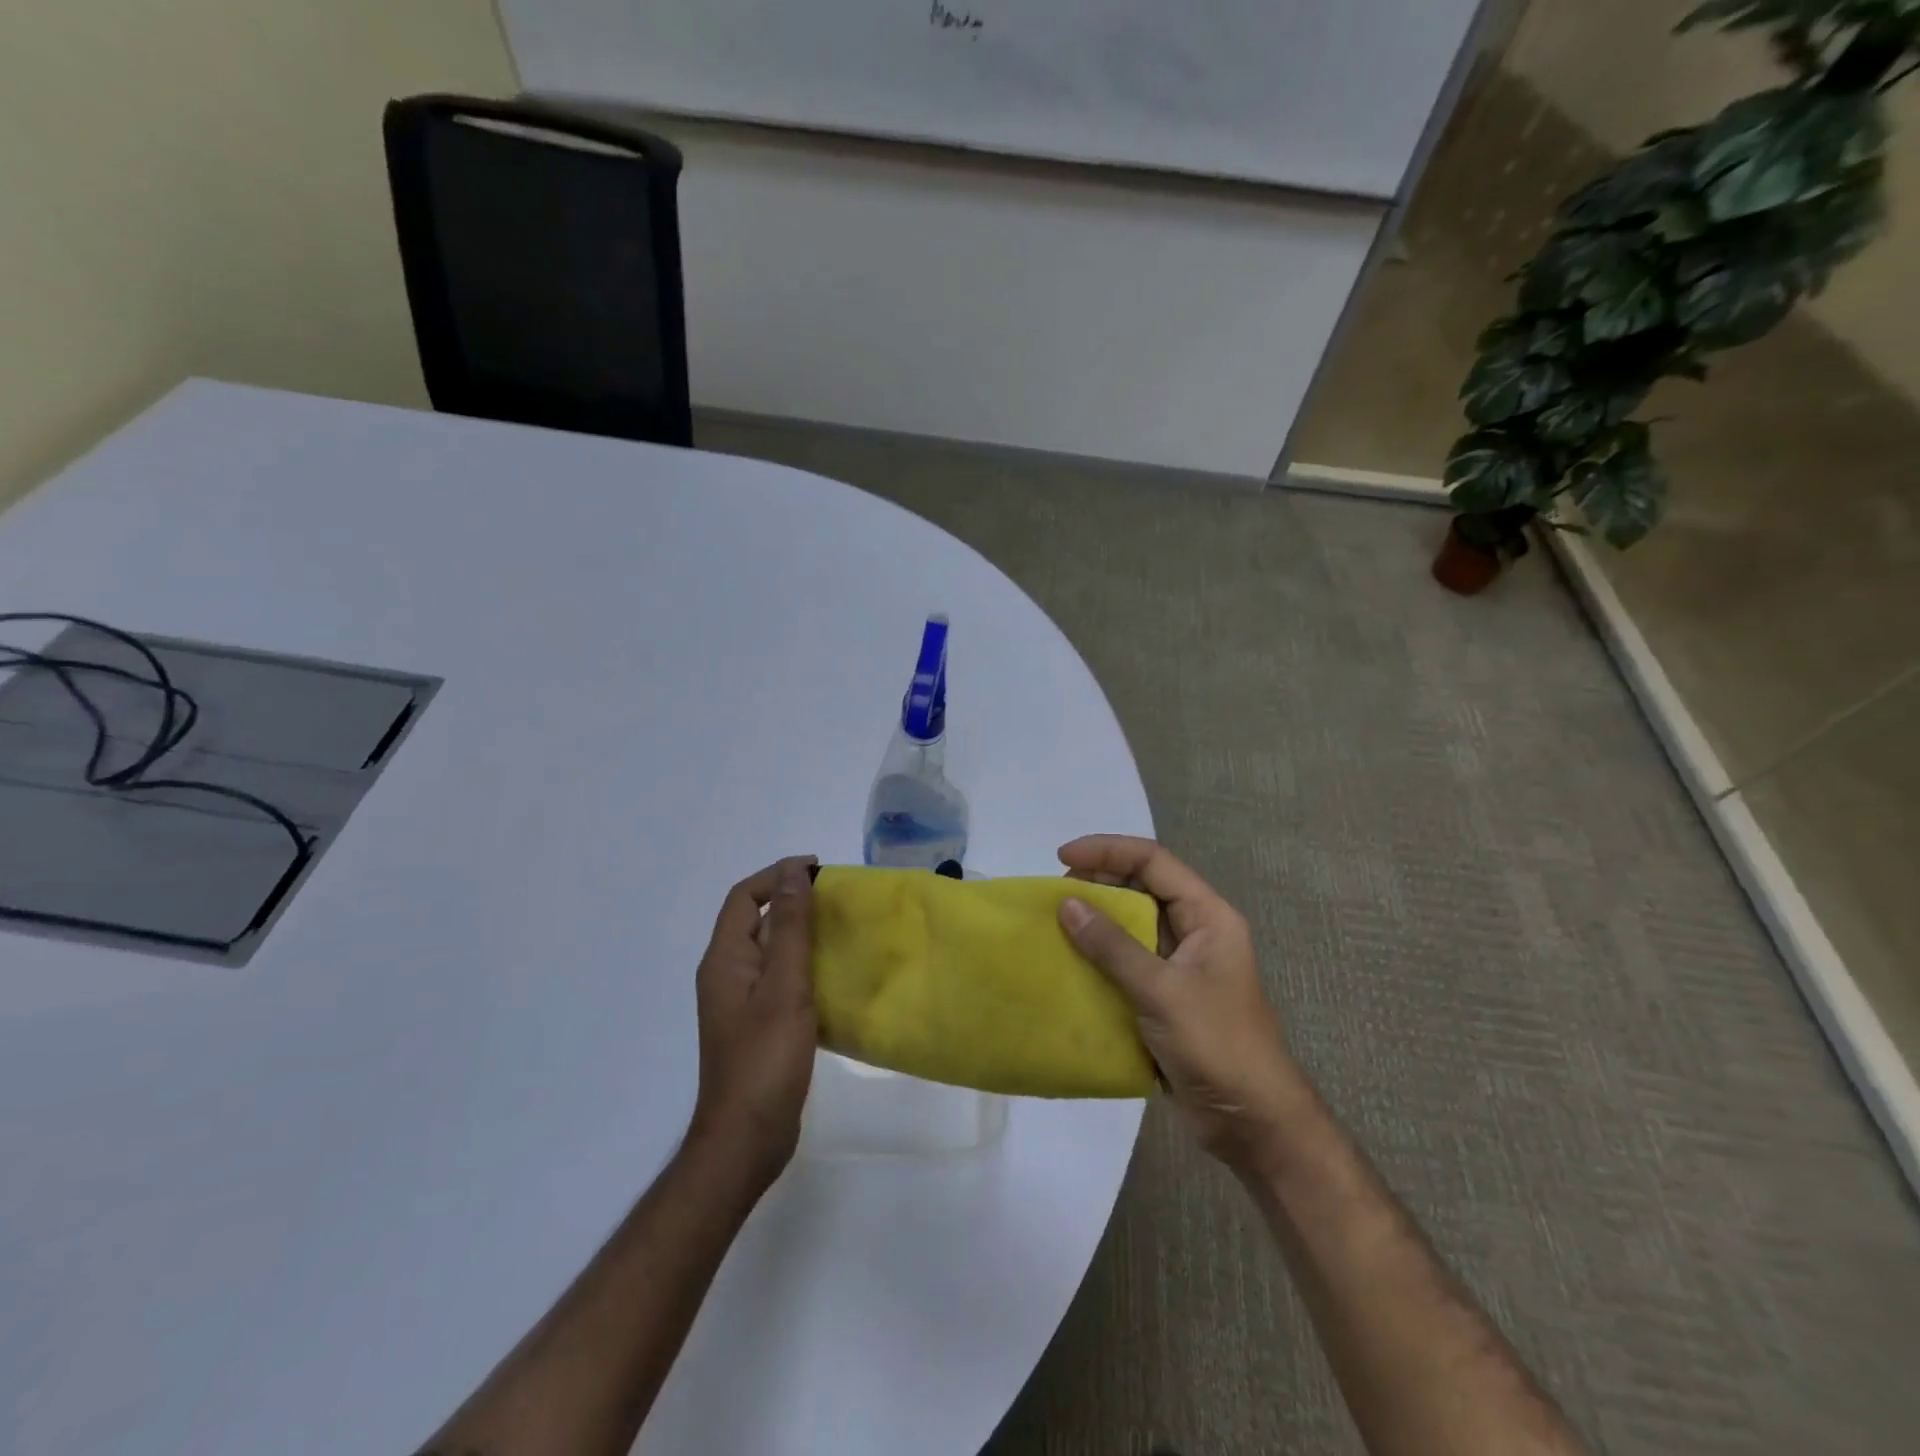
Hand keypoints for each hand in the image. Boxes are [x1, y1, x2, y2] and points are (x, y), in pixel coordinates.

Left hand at [688, 856, 817, 1187]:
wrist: (747, 1138)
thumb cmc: (765, 1058)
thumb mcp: (784, 986)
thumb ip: (792, 928)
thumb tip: (795, 873)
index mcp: (725, 959)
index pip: (745, 897)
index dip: (778, 876)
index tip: (819, 869)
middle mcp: (728, 974)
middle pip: (758, 921)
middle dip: (794, 902)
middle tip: (838, 899)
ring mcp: (742, 1002)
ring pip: (772, 951)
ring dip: (803, 934)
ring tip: (844, 930)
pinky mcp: (759, 1025)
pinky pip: (781, 979)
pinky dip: (806, 965)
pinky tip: (836, 975)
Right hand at [1057, 835, 1305, 1170]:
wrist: (1252, 1124)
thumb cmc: (1217, 1045)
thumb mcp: (1163, 991)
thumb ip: (1113, 947)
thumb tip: (1066, 905)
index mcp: (1208, 916)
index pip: (1154, 861)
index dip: (1107, 851)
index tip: (1062, 858)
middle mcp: (1194, 932)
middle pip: (1141, 887)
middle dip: (1097, 883)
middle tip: (1055, 894)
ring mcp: (1179, 966)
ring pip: (1130, 926)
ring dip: (1094, 922)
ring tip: (1053, 924)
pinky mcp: (1164, 998)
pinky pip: (1125, 963)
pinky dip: (1097, 958)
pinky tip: (1068, 965)